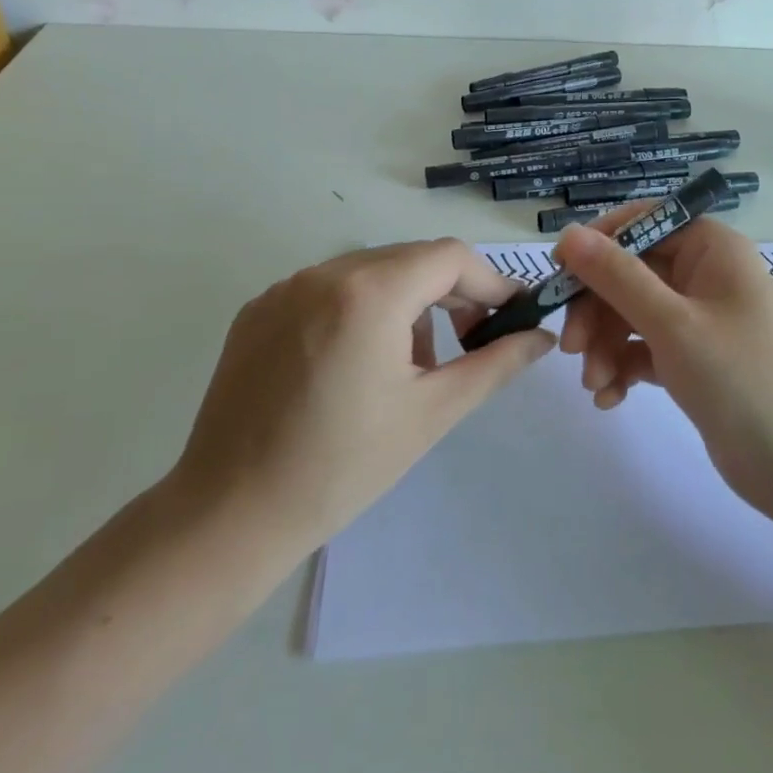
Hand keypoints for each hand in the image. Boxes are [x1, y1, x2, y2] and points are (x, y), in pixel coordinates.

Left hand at [167, 240, 555, 557]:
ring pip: (370, 272)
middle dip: (450, 294)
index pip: (451, 257)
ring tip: (408, 367)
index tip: (511, 317)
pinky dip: (359, 311)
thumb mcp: (433, 412)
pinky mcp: (258, 310)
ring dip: (405, 303)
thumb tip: (543, 336)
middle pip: (411, 259)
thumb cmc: (343, 466)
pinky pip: (328, 291)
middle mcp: (324, 273)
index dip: (490, 282)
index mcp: (370, 292)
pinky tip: (354, 367)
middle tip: (468, 344)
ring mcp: (285, 288)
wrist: (229, 515)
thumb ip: (496, 363)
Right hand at [554, 212, 772, 518]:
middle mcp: (706, 274)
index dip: (599, 243)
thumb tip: (570, 233)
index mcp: (712, 248)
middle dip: (597, 308)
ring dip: (605, 344)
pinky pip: (644, 348)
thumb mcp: (672, 323)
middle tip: (571, 347)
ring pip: (632, 313)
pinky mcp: (693, 358)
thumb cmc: (741, 379)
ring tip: (594, 383)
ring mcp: (700, 319)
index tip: (560, 272)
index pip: (644, 222)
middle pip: (631, 272)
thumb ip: (617, 276)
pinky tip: (609, 398)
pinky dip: (623, 366)